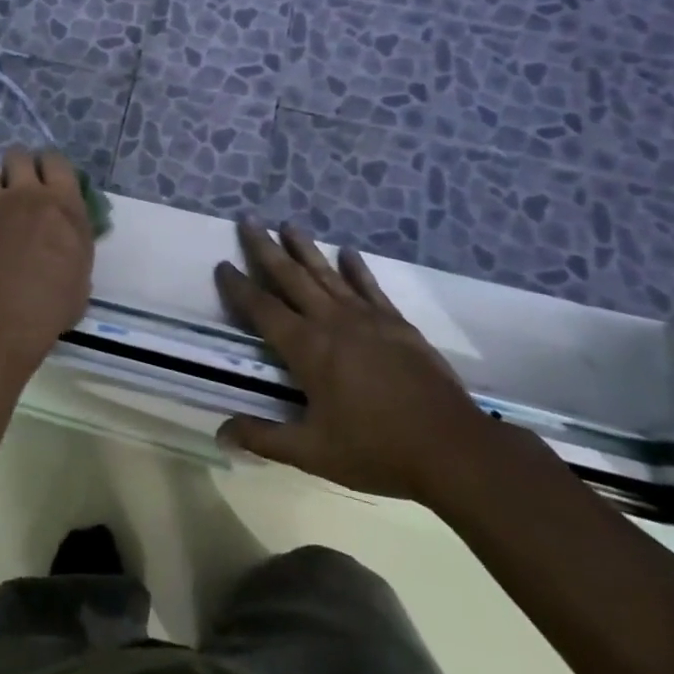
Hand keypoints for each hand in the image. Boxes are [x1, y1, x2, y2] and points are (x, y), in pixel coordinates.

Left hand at [0, 148, 95, 367]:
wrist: (7, 316)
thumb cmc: (56, 301)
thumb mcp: (81, 274)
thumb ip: (73, 250)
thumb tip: (66, 251)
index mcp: (64, 204)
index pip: (57, 162)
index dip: (50, 165)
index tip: (49, 177)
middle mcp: (27, 196)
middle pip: (17, 156)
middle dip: (16, 164)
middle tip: (19, 183)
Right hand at [216, 221, 492, 505]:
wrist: (452, 448)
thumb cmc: (377, 450)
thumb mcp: (313, 453)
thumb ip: (265, 438)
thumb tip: (221, 433)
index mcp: (307, 349)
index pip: (263, 309)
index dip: (239, 287)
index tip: (222, 264)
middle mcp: (332, 322)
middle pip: (291, 276)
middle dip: (266, 248)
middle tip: (248, 220)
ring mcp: (367, 318)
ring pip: (328, 274)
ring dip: (305, 248)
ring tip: (288, 224)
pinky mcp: (397, 323)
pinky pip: (369, 286)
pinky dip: (356, 268)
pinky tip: (348, 252)